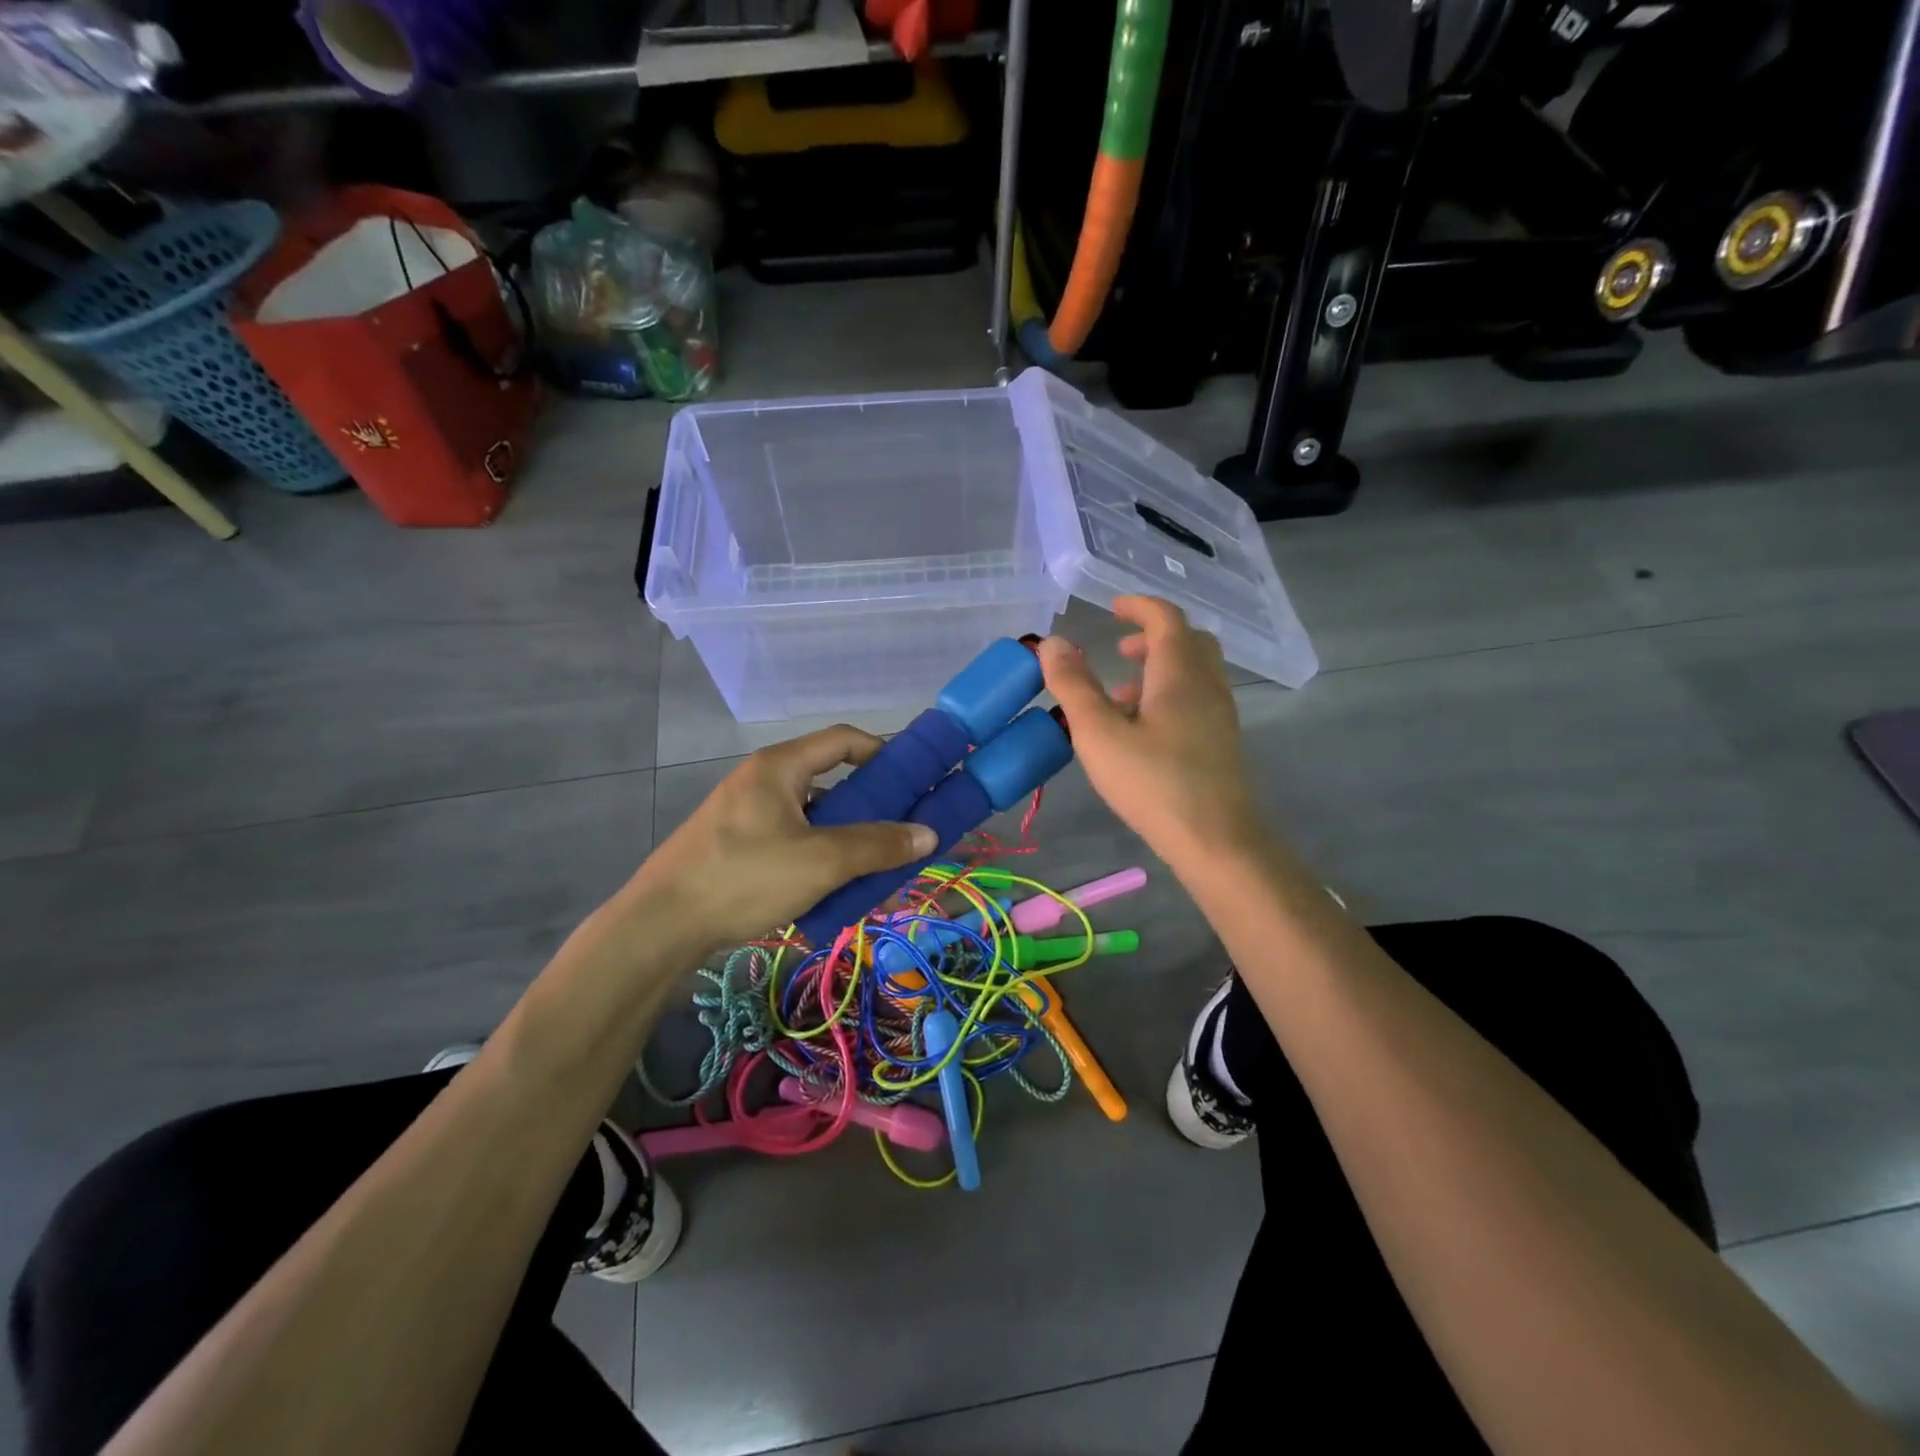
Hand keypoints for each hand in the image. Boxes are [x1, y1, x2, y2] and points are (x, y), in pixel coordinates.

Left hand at [627, 726, 936, 949]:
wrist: (659, 925)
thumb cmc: (744, 878)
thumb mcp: (820, 862)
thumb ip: (877, 846)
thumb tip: (929, 835)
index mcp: (780, 766)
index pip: (843, 739)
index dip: (884, 752)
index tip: (914, 780)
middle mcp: (762, 779)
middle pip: (829, 778)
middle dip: (870, 803)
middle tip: (900, 830)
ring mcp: (746, 812)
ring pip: (811, 813)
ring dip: (845, 834)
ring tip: (872, 865)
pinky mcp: (736, 843)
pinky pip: (791, 836)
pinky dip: (818, 852)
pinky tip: (832, 885)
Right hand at [1038, 596, 1266, 868]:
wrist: (1216, 839)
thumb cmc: (1152, 782)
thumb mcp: (1098, 733)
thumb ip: (1073, 685)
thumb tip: (1053, 642)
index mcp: (1179, 672)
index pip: (1166, 617)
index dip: (1139, 606)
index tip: (1112, 608)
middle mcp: (1207, 684)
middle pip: (1188, 641)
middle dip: (1152, 637)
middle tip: (1119, 650)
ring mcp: (1220, 714)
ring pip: (1193, 672)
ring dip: (1158, 670)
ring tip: (1118, 697)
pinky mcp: (1221, 741)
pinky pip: (1196, 699)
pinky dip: (1169, 695)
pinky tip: (1141, 731)